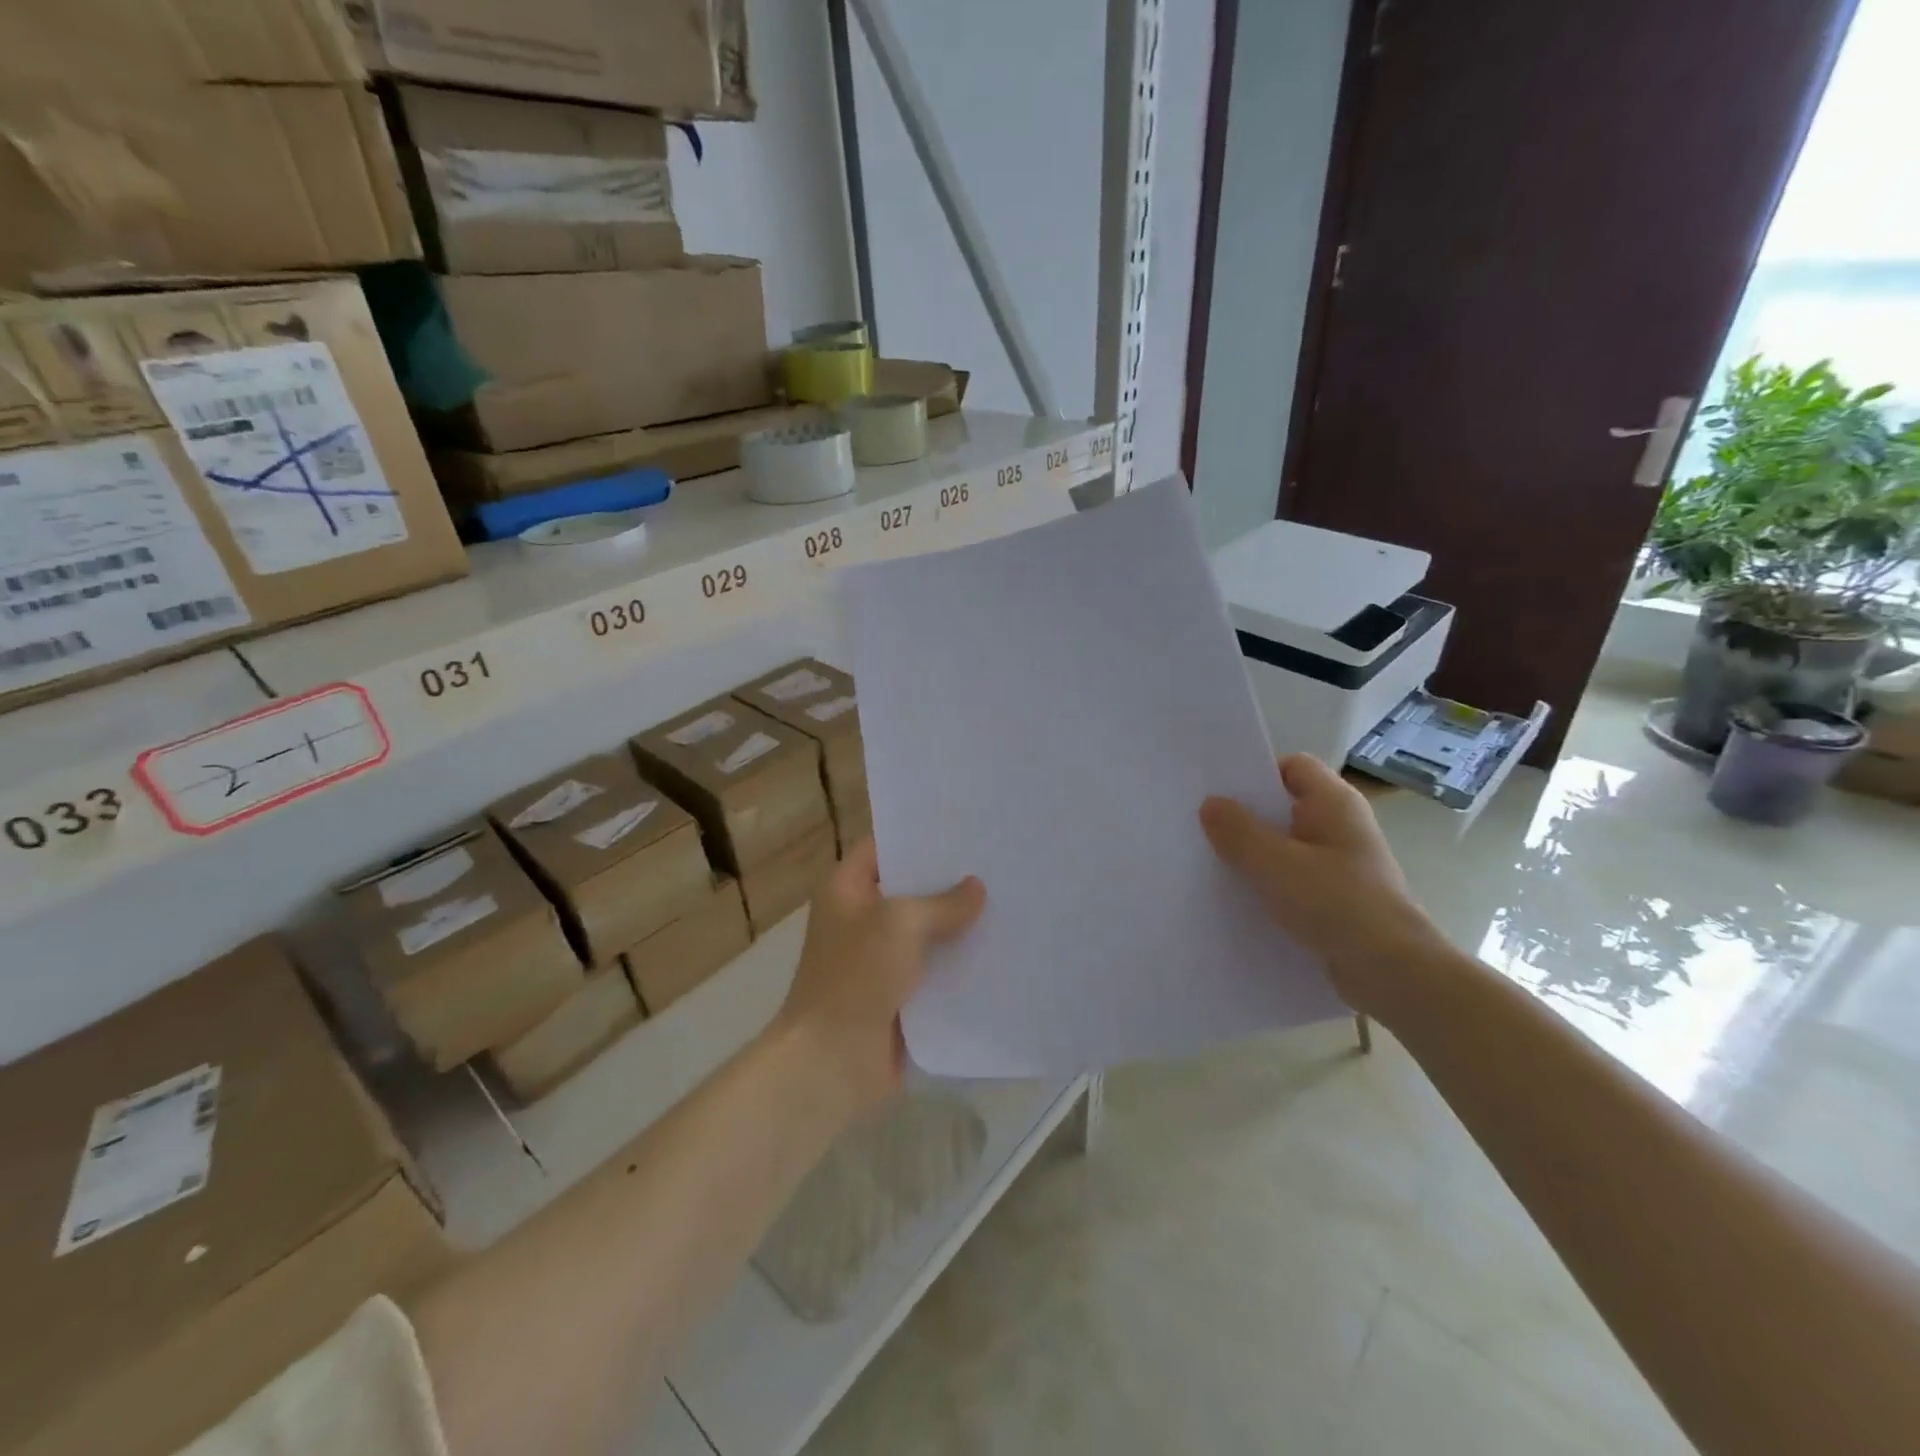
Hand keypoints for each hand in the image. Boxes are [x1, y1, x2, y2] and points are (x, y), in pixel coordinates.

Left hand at [776, 838, 984, 1116]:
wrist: (832, 1064)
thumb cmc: (856, 977)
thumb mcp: (900, 924)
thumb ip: (941, 903)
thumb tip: (976, 889)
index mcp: (846, 890)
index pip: (882, 847)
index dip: (918, 836)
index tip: (963, 827)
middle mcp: (862, 919)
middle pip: (910, 889)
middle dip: (949, 880)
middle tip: (998, 862)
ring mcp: (880, 959)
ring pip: (927, 932)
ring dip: (960, 924)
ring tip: (1010, 900)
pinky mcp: (900, 996)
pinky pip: (935, 971)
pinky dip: (960, 964)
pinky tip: (1001, 950)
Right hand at [1200, 754, 1446, 1016]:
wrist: (1393, 973)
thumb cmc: (1337, 904)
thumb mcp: (1275, 864)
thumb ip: (1238, 831)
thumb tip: (1210, 804)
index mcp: (1334, 803)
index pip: (1293, 766)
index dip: (1257, 773)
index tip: (1219, 791)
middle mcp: (1341, 826)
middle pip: (1285, 806)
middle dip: (1246, 815)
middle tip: (1202, 825)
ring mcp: (1341, 863)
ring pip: (1286, 845)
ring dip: (1254, 853)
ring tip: (1211, 861)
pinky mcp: (1337, 897)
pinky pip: (1293, 877)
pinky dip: (1269, 882)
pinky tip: (1239, 896)